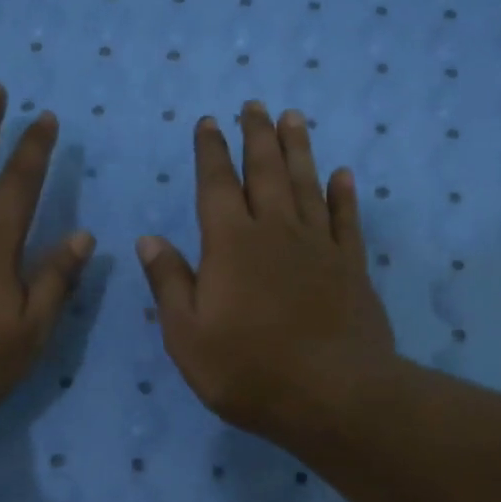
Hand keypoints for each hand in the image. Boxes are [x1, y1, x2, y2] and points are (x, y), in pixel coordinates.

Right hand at [137, 101, 396, 447]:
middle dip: (256, 136)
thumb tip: (148, 240)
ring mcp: (318, 246)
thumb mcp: (188, 337)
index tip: (209, 122)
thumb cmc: (249, 371)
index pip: (216, 186)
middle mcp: (276, 232)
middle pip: (265, 171)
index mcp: (230, 245)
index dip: (210, 152)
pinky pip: (347, 219)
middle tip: (254, 105)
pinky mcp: (352, 266)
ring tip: (293, 118)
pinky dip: (343, 194)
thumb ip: (169, 284)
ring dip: (298, 149)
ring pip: (307, 184)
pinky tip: (342, 174)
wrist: (333, 396)